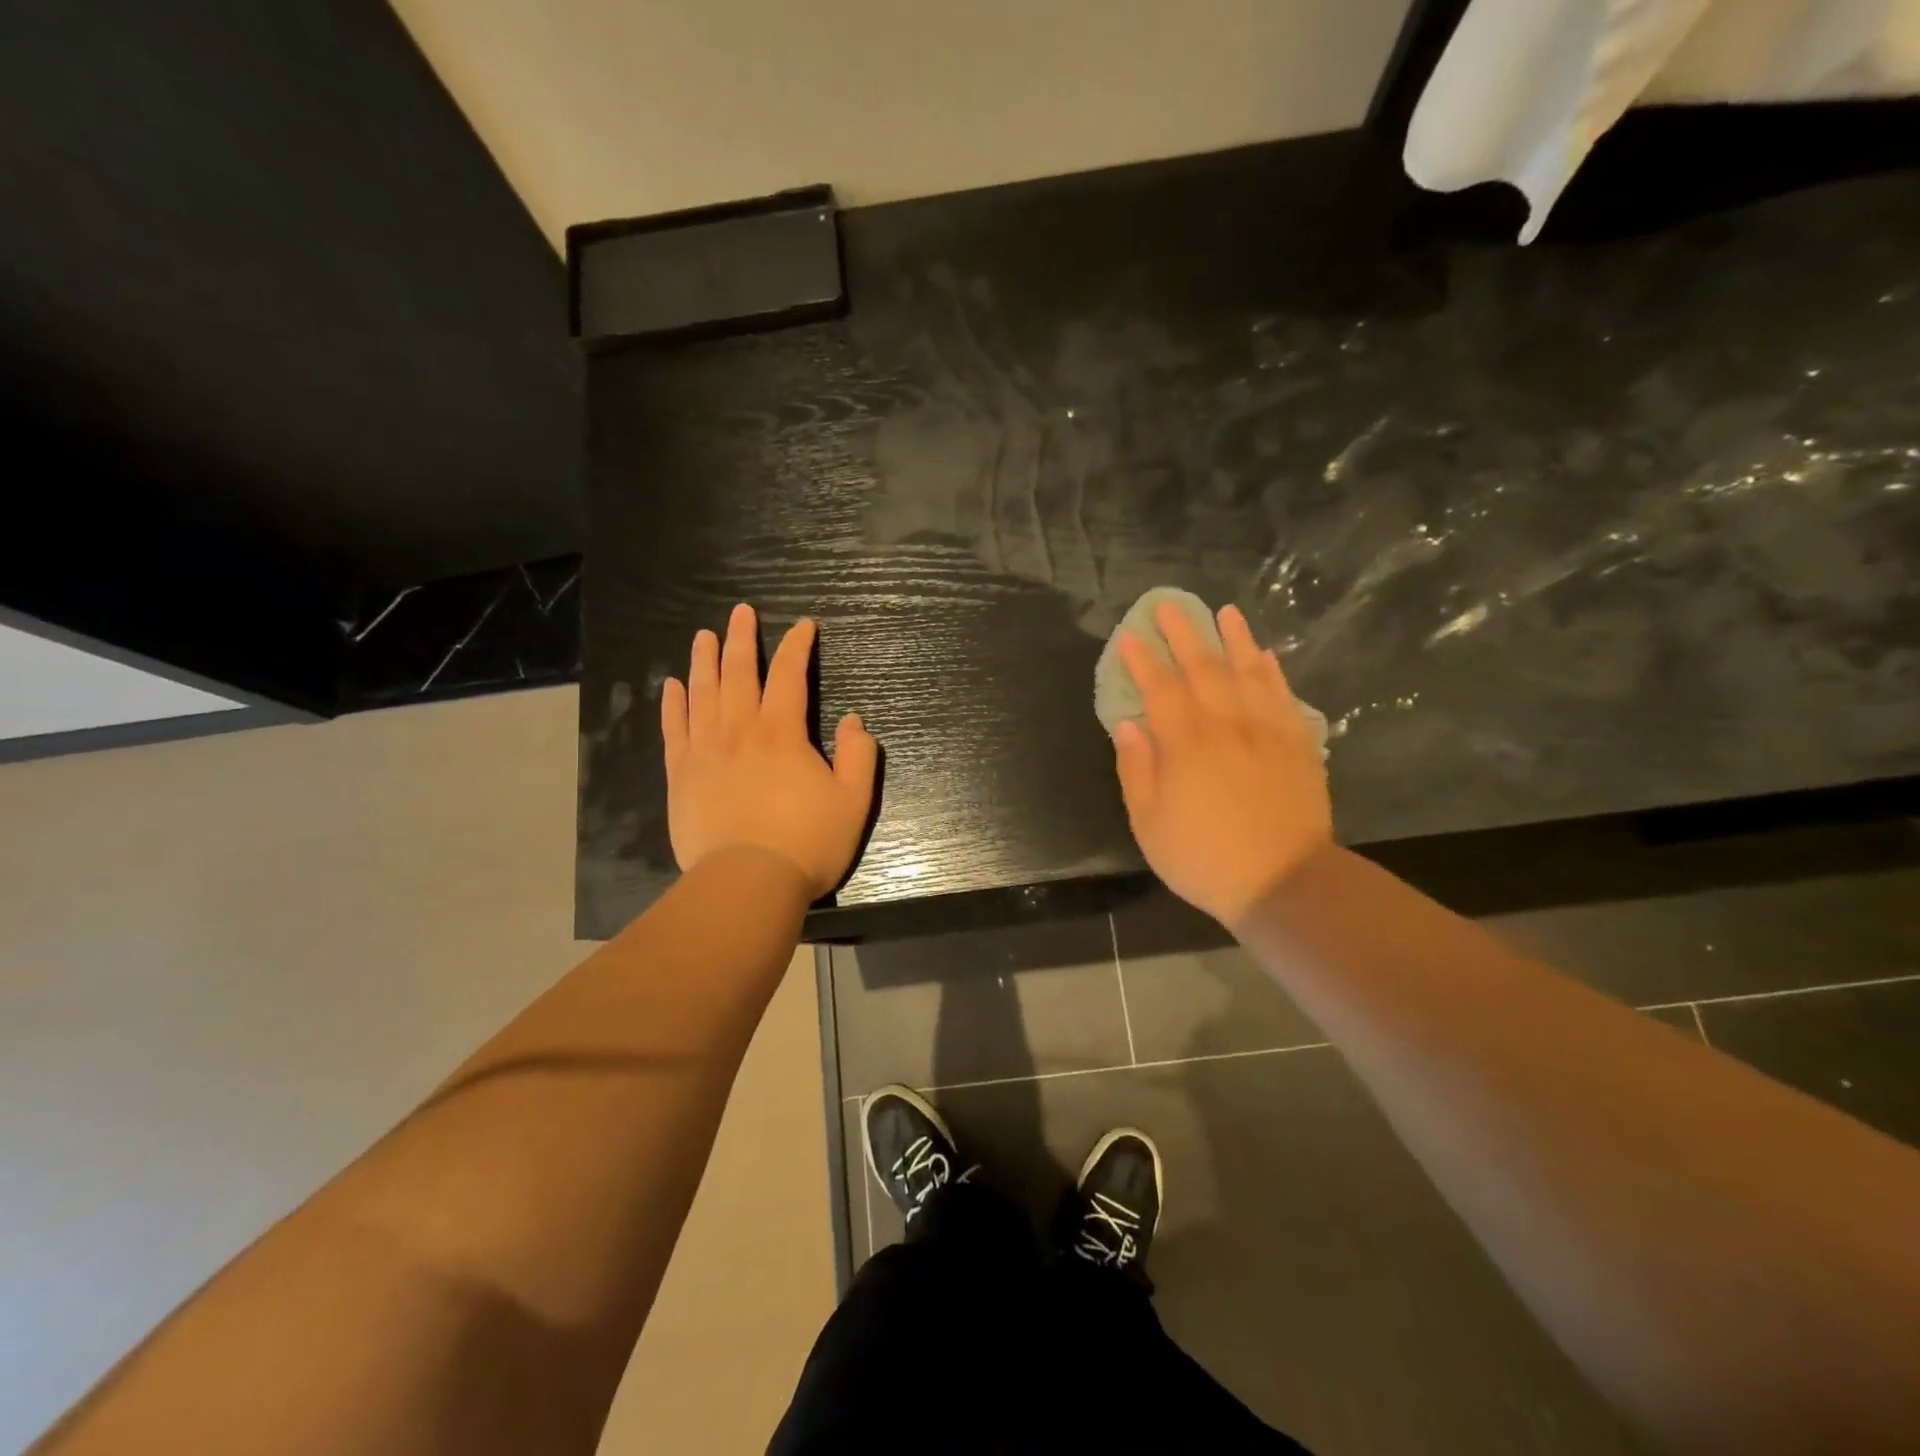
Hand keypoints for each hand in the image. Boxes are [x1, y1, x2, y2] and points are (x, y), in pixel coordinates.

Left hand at [662, 604, 877, 898]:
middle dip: (742, 639)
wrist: (747, 883)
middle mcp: (739, 730)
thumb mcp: (853, 801)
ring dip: (704, 661)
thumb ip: (859, 755)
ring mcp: (705, 751)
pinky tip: (672, 686)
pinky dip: (674, 704)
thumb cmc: (807, 841)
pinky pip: (675, 729)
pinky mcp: (681, 775)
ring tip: (703, 636)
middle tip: (740, 612)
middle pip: (738, 673)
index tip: (803, 625)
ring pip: (702, 693)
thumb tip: (856, 720)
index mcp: (782, 732)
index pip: (789, 675)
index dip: (797, 646)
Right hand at [1112, 601, 1332, 927]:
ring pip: (1248, 671)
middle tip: (1169, 605)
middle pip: (1203, 667)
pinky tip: (1265, 655)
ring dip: (1234, 638)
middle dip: (1183, 633)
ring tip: (1224, 612)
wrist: (1283, 881)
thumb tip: (1128, 724)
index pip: (1159, 688)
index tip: (1130, 637)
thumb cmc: (1203, 857)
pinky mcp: (1298, 742)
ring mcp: (1266, 729)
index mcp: (1185, 743)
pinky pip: (1284, 695)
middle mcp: (1226, 724)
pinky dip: (1273, 671)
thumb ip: (1136, 769)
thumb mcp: (1149, 823)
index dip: (1143, 660)